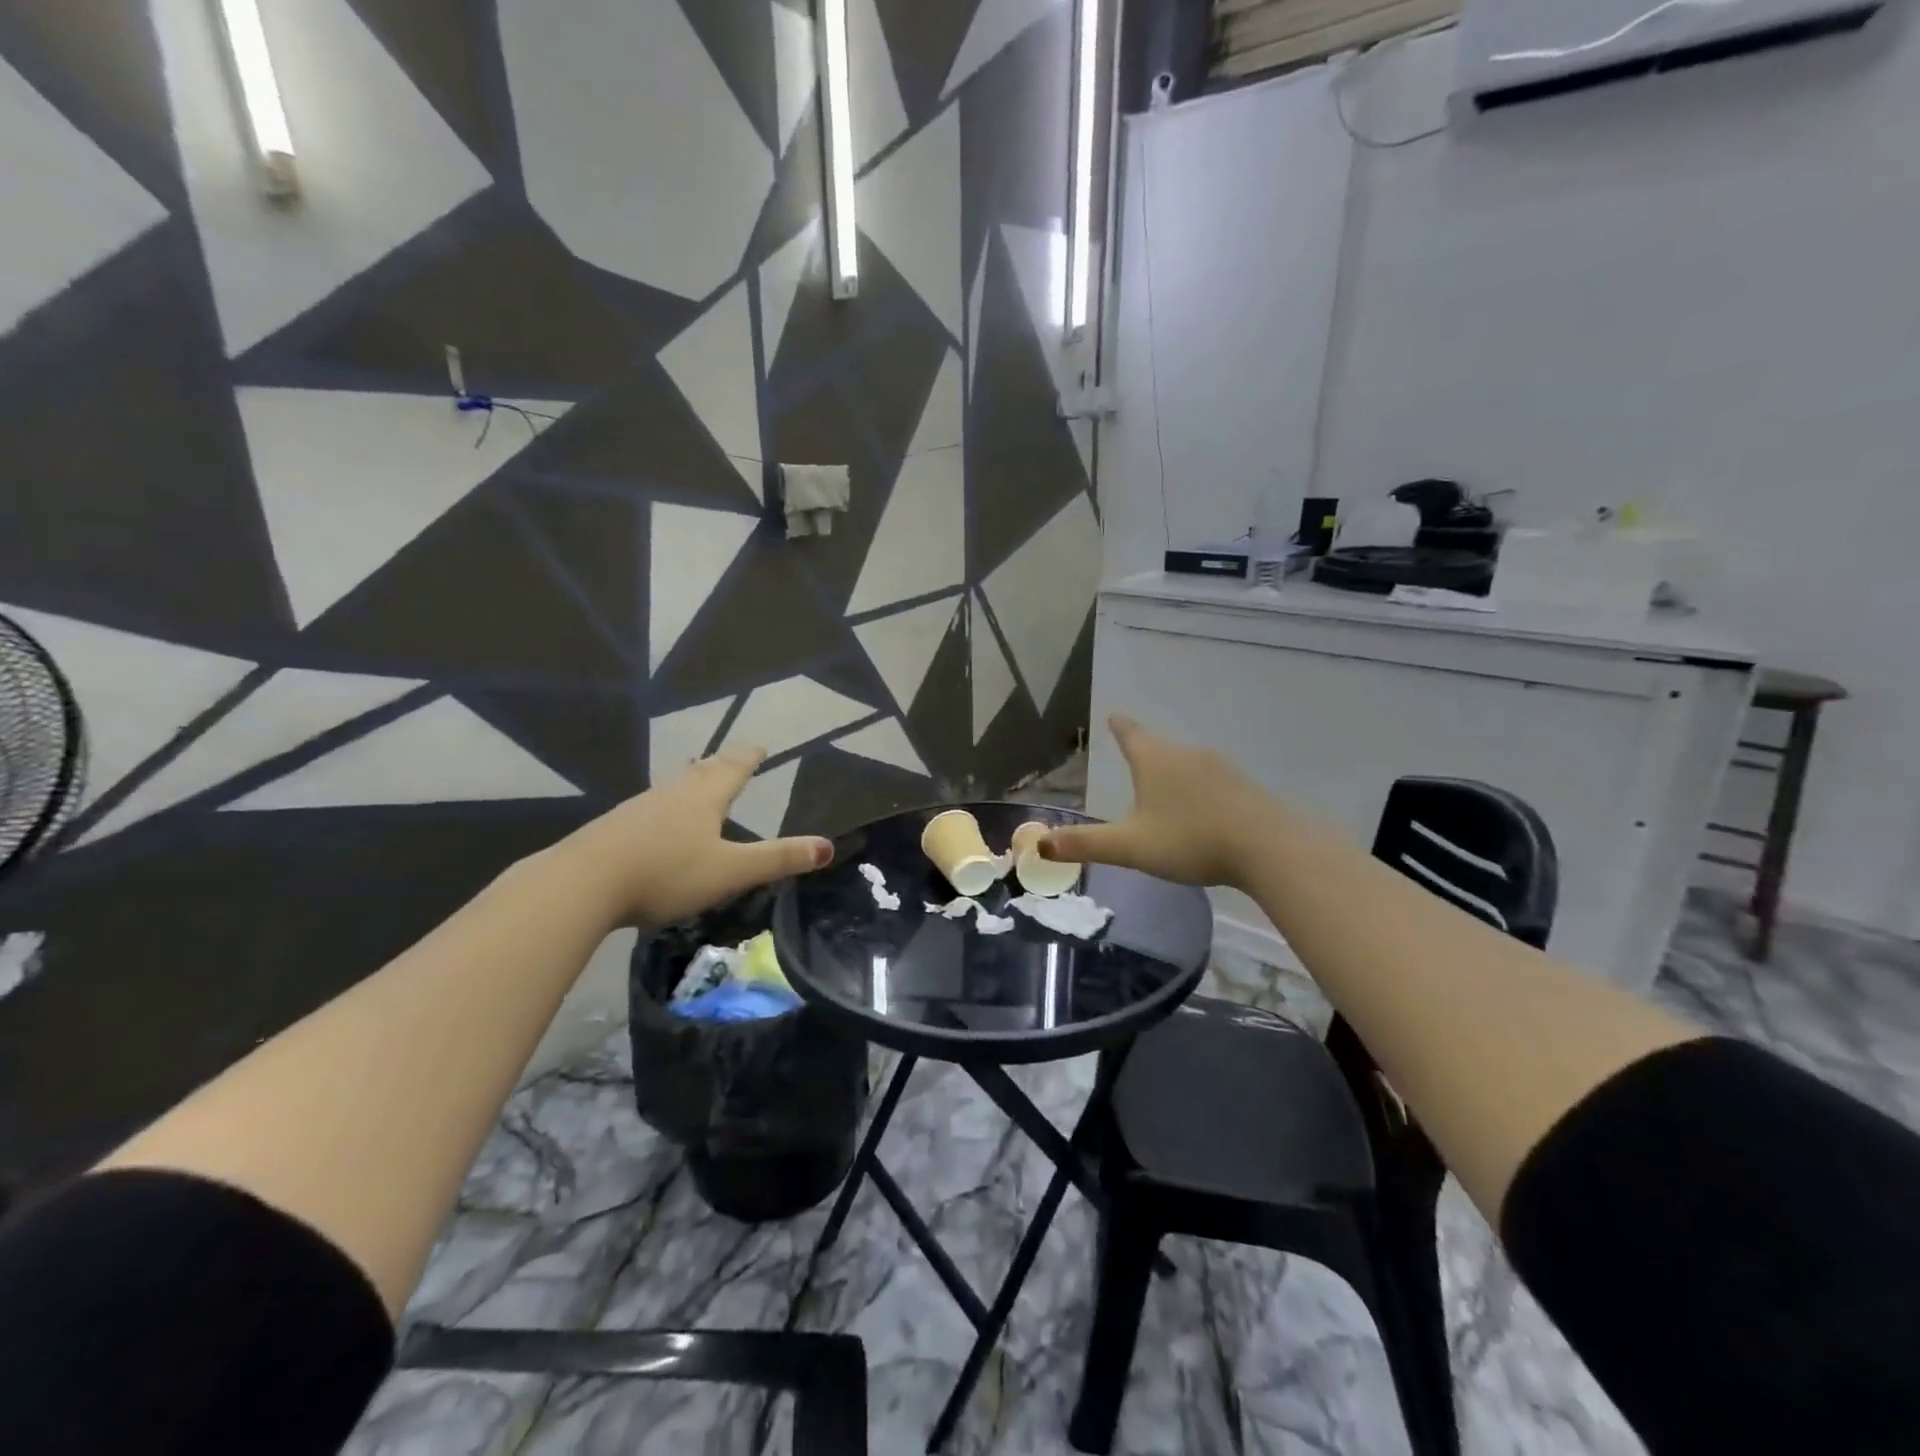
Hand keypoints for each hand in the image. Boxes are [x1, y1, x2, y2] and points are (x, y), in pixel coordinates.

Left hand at [552, 747, 832, 928]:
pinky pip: (651, 806)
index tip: (759, 744)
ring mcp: (639, 808)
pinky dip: (666, 803)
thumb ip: (778, 859)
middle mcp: (673, 793)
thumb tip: (828, 847)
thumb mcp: (730, 871)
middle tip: (732, 756)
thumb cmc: (665, 873)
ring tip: (698, 776)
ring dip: (691, 779)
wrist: (582, 883)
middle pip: (702, 771)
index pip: (734, 768)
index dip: (749, 757)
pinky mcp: (614, 827)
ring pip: (674, 786)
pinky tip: (658, 818)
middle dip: (721, 764)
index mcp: (704, 797)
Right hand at [1040, 716, 1277, 888]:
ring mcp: (1221, 768)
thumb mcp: (1130, 846)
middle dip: (1146, 753)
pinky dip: (1200, 792)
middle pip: (1160, 748)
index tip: (1113, 715)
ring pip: (1188, 765)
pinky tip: (1203, 812)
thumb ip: (1086, 844)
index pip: (1131, 734)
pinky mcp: (1245, 788)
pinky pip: (1213, 783)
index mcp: (1155, 761)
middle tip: (1134, 758)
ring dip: (1174, 773)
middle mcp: (1187, 755)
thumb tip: (1039, 845)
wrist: (1267, 847)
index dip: (1119, 727)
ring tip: (1165, 791)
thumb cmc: (1189, 840)